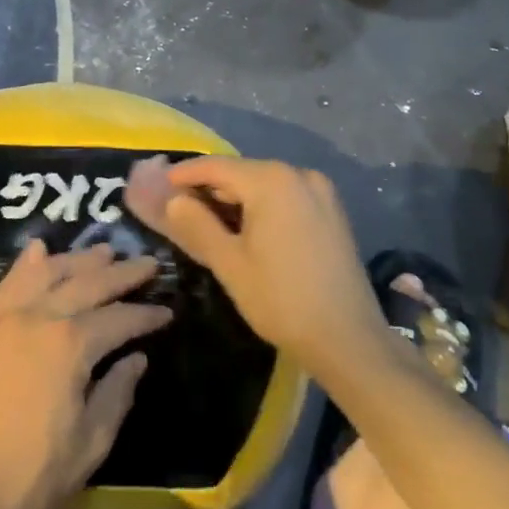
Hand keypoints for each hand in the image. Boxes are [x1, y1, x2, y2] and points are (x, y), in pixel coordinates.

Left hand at [0, 240, 170, 508]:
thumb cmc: (32, 474)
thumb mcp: (90, 443)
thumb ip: (116, 394)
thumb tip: (136, 359)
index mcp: (70, 344)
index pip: (118, 319)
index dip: (146, 314)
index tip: (166, 310)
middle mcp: (39, 317)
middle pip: (86, 283)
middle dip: (121, 273)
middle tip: (147, 263)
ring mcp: (6, 318)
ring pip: (47, 273)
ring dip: (78, 259)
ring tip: (103, 251)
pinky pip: (8, 283)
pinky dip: (26, 263)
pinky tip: (38, 249)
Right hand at [125, 155, 380, 371]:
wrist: (350, 341)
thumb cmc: (282, 301)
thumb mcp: (229, 263)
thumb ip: (196, 224)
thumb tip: (172, 200)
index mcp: (271, 180)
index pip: (216, 167)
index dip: (184, 175)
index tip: (158, 186)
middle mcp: (298, 174)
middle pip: (241, 172)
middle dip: (209, 188)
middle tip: (179, 207)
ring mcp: (320, 192)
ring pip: (263, 185)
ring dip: (235, 199)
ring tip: (207, 220)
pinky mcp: (332, 212)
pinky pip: (285, 197)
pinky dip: (261, 206)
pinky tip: (245, 228)